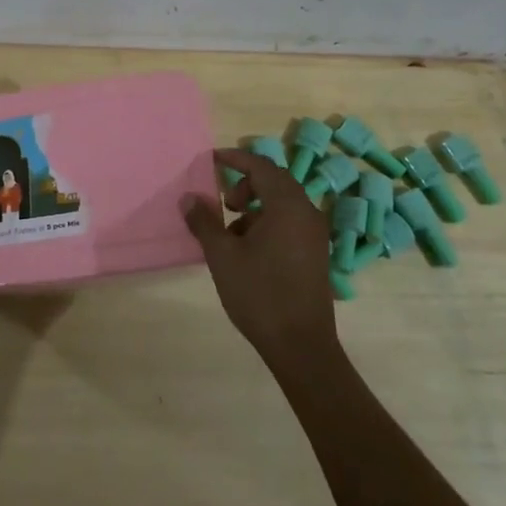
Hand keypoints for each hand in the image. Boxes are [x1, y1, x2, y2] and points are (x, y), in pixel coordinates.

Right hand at [182, 147, 337, 368]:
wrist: (301, 346)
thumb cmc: (260, 294)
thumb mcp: (222, 256)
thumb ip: (204, 222)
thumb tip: (189, 198)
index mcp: (287, 206)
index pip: (261, 166)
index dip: (236, 158)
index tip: (212, 159)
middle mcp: (307, 213)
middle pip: (275, 181)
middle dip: (246, 183)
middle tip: (224, 201)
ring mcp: (315, 235)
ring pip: (283, 203)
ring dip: (256, 205)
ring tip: (232, 231)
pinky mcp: (316, 254)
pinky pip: (290, 221)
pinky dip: (268, 222)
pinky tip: (249, 250)